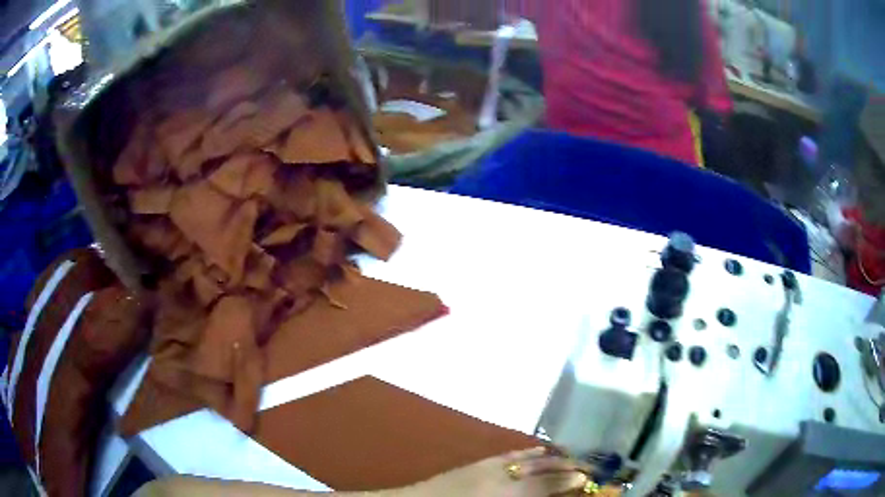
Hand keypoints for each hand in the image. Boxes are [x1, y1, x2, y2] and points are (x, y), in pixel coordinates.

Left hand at [404, 447, 590, 496]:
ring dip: (552, 459)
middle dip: (565, 469)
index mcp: (505, 494)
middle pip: (540, 472)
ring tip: (572, 457)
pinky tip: (541, 450)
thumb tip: (549, 496)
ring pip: (528, 460)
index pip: (544, 487)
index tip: (586, 480)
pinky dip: (529, 452)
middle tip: (586, 468)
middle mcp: (500, 478)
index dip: (566, 484)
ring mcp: (488, 467)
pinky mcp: (478, 462)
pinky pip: (510, 454)